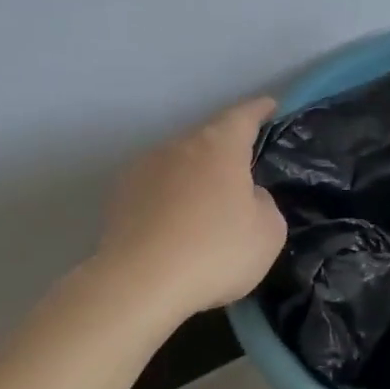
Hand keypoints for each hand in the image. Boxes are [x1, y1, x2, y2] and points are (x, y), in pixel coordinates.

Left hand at [94, 96, 288, 319]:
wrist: (140, 283)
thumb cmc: (216, 250)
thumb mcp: (268, 232)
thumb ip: (263, 204)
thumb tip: (246, 196)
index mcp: (218, 146)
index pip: (243, 116)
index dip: (259, 110)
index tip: (270, 105)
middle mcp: (177, 147)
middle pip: (207, 140)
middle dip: (226, 153)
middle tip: (243, 175)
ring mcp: (142, 170)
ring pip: (179, 165)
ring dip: (196, 179)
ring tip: (208, 209)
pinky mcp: (119, 199)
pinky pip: (157, 192)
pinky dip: (171, 202)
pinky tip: (178, 228)